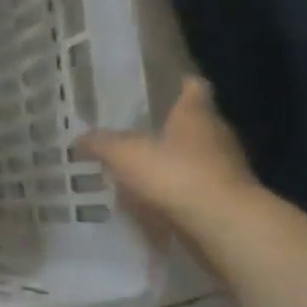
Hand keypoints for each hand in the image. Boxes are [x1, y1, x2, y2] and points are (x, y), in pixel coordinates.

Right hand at [79, 77, 260, 237]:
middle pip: (195, 123)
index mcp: (196, 114)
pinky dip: (178, 188)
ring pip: (197, 155)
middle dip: (170, 125)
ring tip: (142, 166)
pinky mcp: (226, 197)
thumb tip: (80, 137)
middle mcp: (217, 134)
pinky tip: (155, 197)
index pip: (194, 87)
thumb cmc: (175, 174)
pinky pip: (197, 185)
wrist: (223, 224)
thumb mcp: (124, 154)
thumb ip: (101, 143)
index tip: (163, 83)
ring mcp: (226, 167)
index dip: (180, 83)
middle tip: (139, 128)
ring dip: (174, 160)